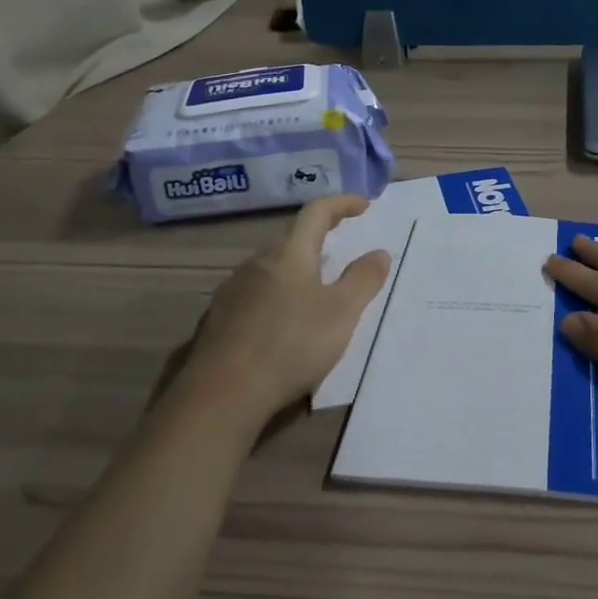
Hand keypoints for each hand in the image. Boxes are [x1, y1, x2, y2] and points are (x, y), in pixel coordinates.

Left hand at [181, 195, 391, 428]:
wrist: (221, 395)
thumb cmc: (291, 345)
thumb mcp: (342, 313)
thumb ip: (363, 279)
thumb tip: (379, 252)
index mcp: (289, 253)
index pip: (316, 212)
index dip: (342, 203)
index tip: (363, 205)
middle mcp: (257, 262)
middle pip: (292, 239)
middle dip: (319, 239)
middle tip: (341, 250)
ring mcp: (233, 290)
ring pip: (271, 268)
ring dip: (296, 270)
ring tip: (316, 290)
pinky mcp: (218, 319)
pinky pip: (255, 294)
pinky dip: (276, 297)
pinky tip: (283, 324)